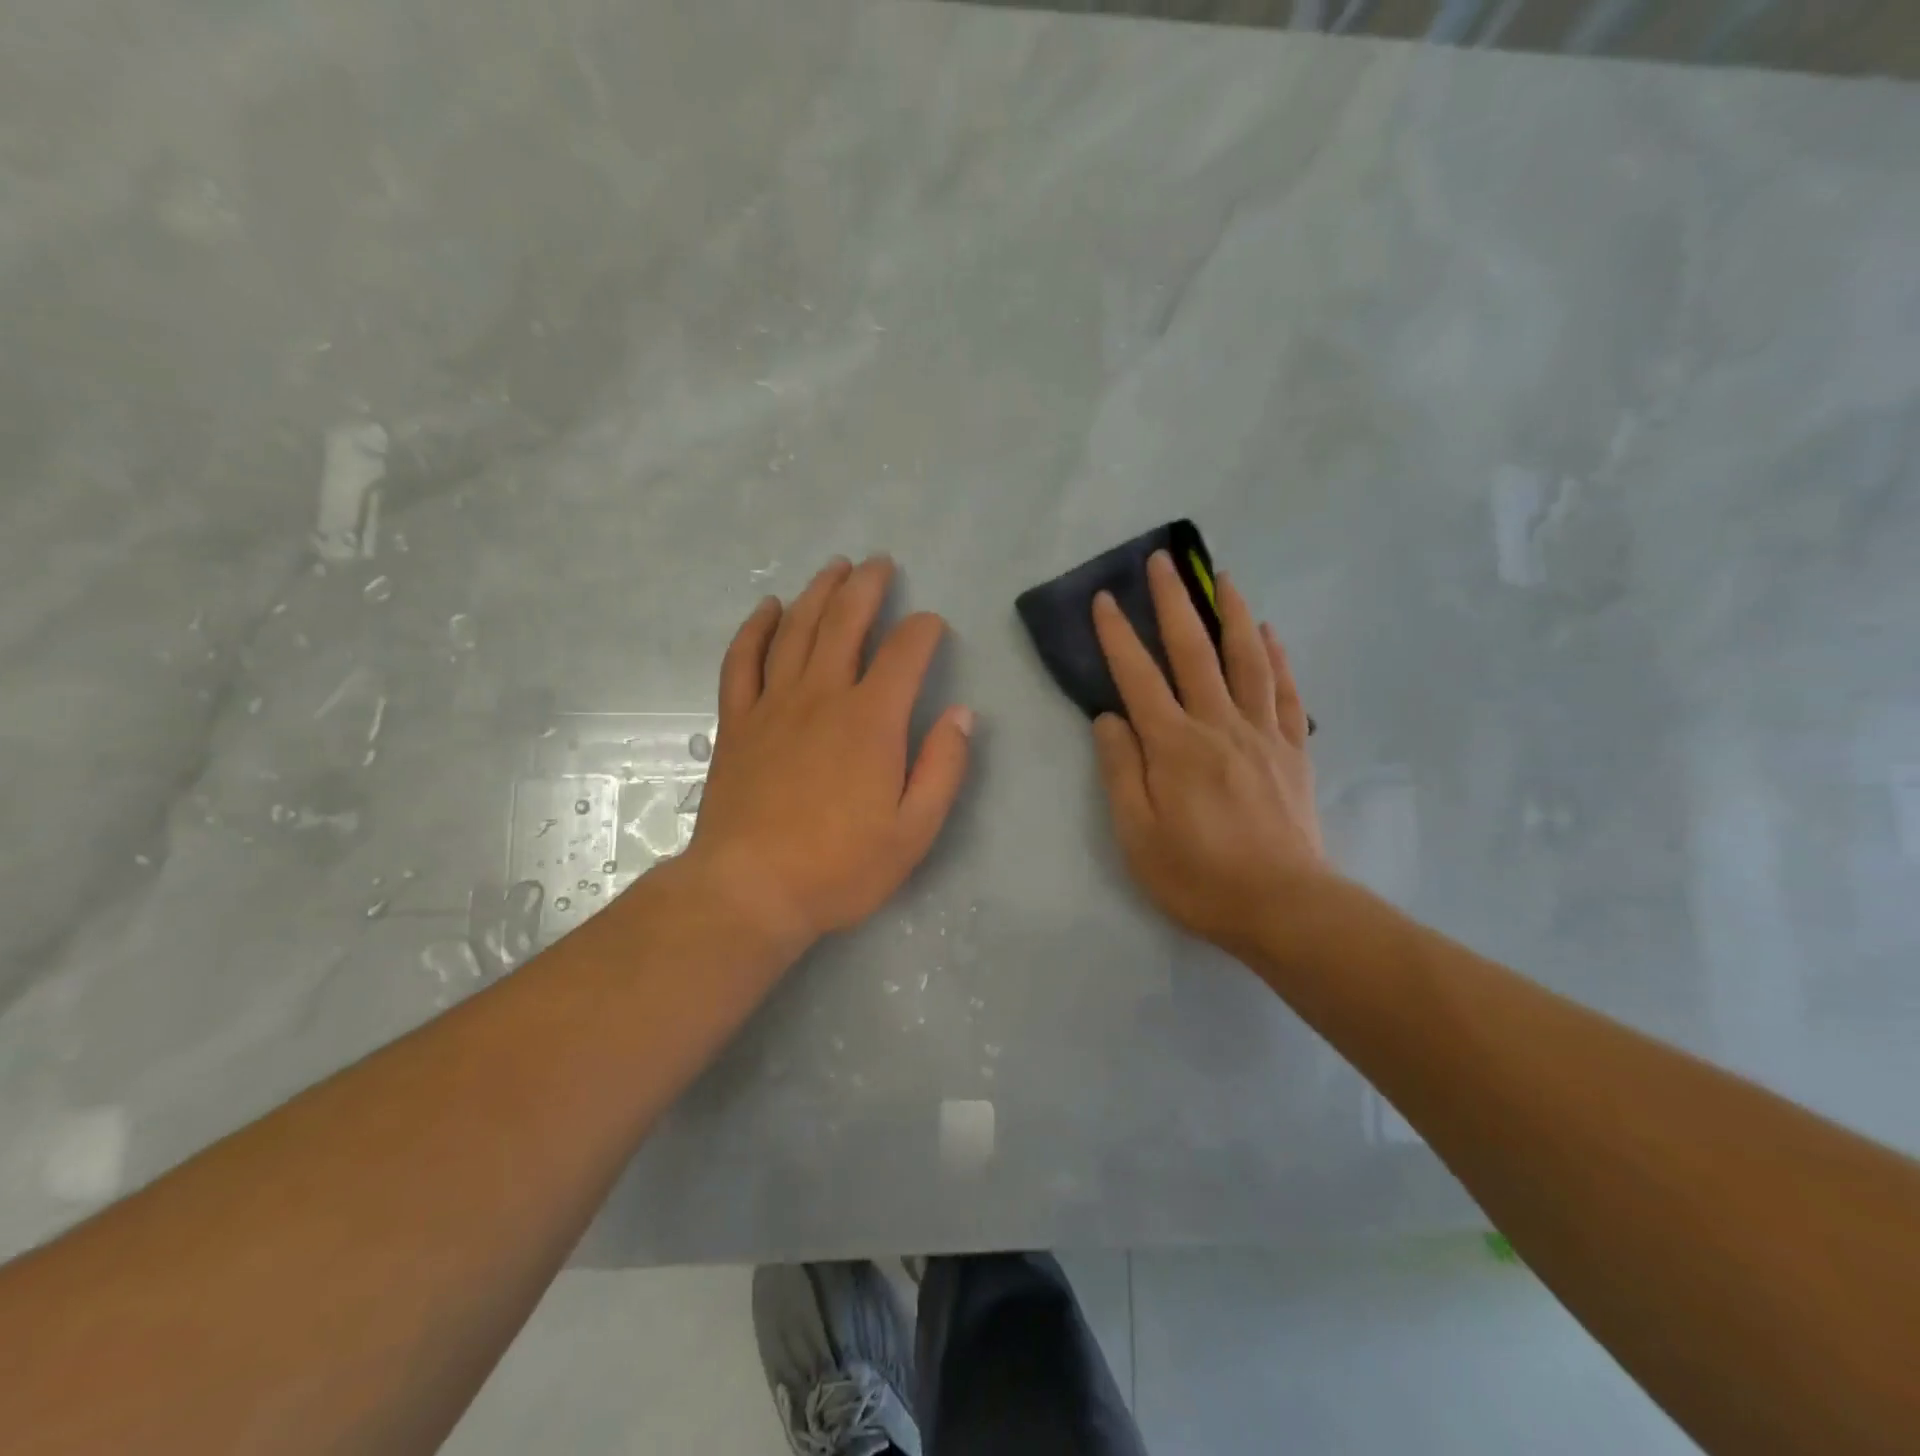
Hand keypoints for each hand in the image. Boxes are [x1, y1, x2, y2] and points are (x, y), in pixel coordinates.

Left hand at [681, 555, 973, 954]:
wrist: (750, 890)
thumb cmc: (840, 867)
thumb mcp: (914, 830)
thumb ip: (943, 768)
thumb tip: (963, 714)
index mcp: (872, 720)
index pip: (905, 652)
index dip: (924, 630)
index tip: (933, 626)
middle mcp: (823, 695)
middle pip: (845, 622)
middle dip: (867, 587)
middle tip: (879, 563)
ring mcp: (773, 704)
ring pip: (797, 629)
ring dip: (818, 592)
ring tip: (835, 568)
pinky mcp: (737, 721)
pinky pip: (742, 660)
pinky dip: (756, 628)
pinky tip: (769, 608)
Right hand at [1090, 551, 1328, 960]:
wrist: (1283, 906)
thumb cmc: (1197, 876)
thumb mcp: (1136, 834)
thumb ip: (1120, 770)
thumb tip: (1109, 718)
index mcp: (1174, 746)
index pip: (1138, 677)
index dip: (1118, 635)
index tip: (1105, 598)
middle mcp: (1218, 725)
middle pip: (1194, 651)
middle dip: (1174, 602)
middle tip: (1163, 562)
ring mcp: (1261, 734)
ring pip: (1246, 659)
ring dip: (1232, 613)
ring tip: (1223, 577)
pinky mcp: (1292, 751)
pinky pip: (1285, 693)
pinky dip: (1276, 658)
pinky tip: (1269, 634)